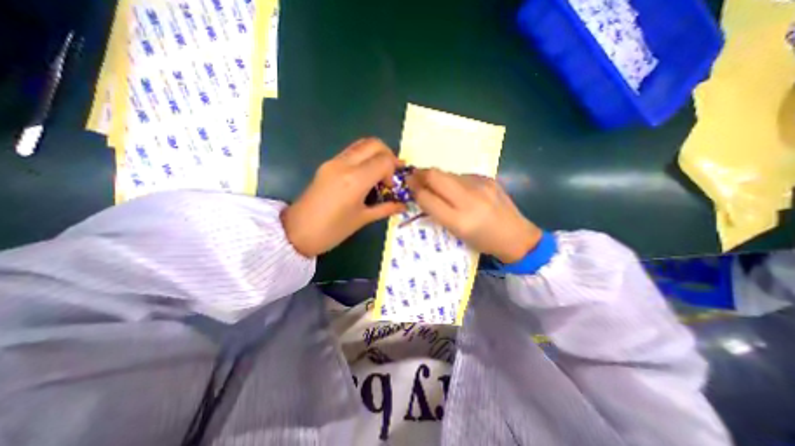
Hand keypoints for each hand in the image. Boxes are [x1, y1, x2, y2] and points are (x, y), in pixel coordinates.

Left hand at [281, 138, 405, 257]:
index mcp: (355, 180)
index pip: (384, 160)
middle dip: (388, 155)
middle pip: (374, 144)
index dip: (394, 171)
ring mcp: (333, 161)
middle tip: (391, 174)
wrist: (296, 231)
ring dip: (376, 154)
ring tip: (380, 173)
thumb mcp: (362, 219)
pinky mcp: (327, 164)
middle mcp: (345, 164)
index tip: (391, 187)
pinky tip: (366, 175)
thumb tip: (403, 205)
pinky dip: (364, 157)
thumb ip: (385, 208)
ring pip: (361, 144)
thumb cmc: (332, 230)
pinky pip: (351, 152)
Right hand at [406, 169, 543, 261]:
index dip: (414, 189)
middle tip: (414, 177)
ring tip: (433, 183)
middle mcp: (469, 199)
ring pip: (448, 173)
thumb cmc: (482, 241)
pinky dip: (453, 180)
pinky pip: (462, 176)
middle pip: (436, 176)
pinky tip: (457, 189)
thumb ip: (438, 212)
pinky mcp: (488, 178)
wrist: (516, 236)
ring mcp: (481, 185)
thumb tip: (423, 193)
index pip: (427, 198)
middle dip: (420, 174)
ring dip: (436, 177)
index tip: (407, 184)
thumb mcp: (456, 232)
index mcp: (459, 220)